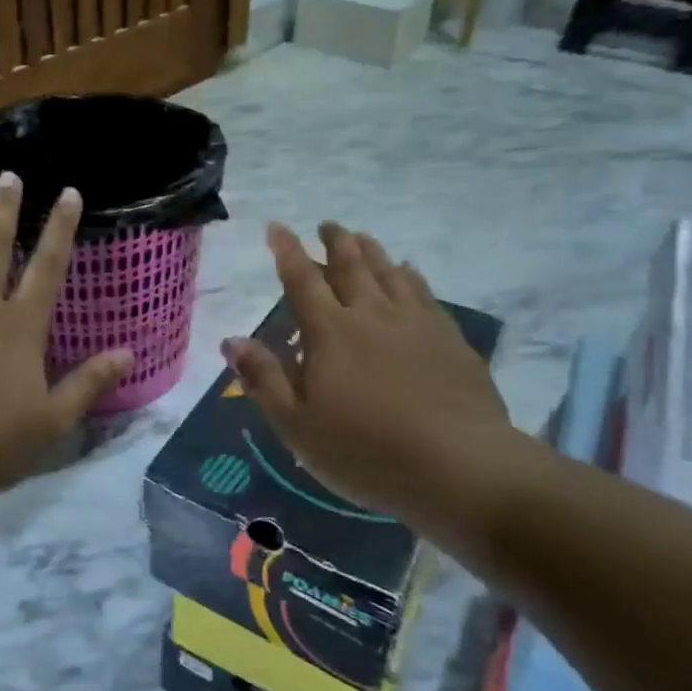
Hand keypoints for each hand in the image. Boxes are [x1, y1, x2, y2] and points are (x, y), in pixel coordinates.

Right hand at [221, 222, 532, 541]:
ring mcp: (415, 321)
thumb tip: (232, 340)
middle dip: (334, 240)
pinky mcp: (449, 337)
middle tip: (327, 225)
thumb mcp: (298, 427)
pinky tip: (408, 271)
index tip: (277, 227)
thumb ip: (265, 379)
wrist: (459, 465)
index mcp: (330, 332)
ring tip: (360, 237)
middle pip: (350, 264)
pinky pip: (424, 291)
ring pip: (388, 270)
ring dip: (370, 249)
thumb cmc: (367, 452)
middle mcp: (371, 314)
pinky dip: (409, 274)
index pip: (302, 280)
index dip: (287, 250)